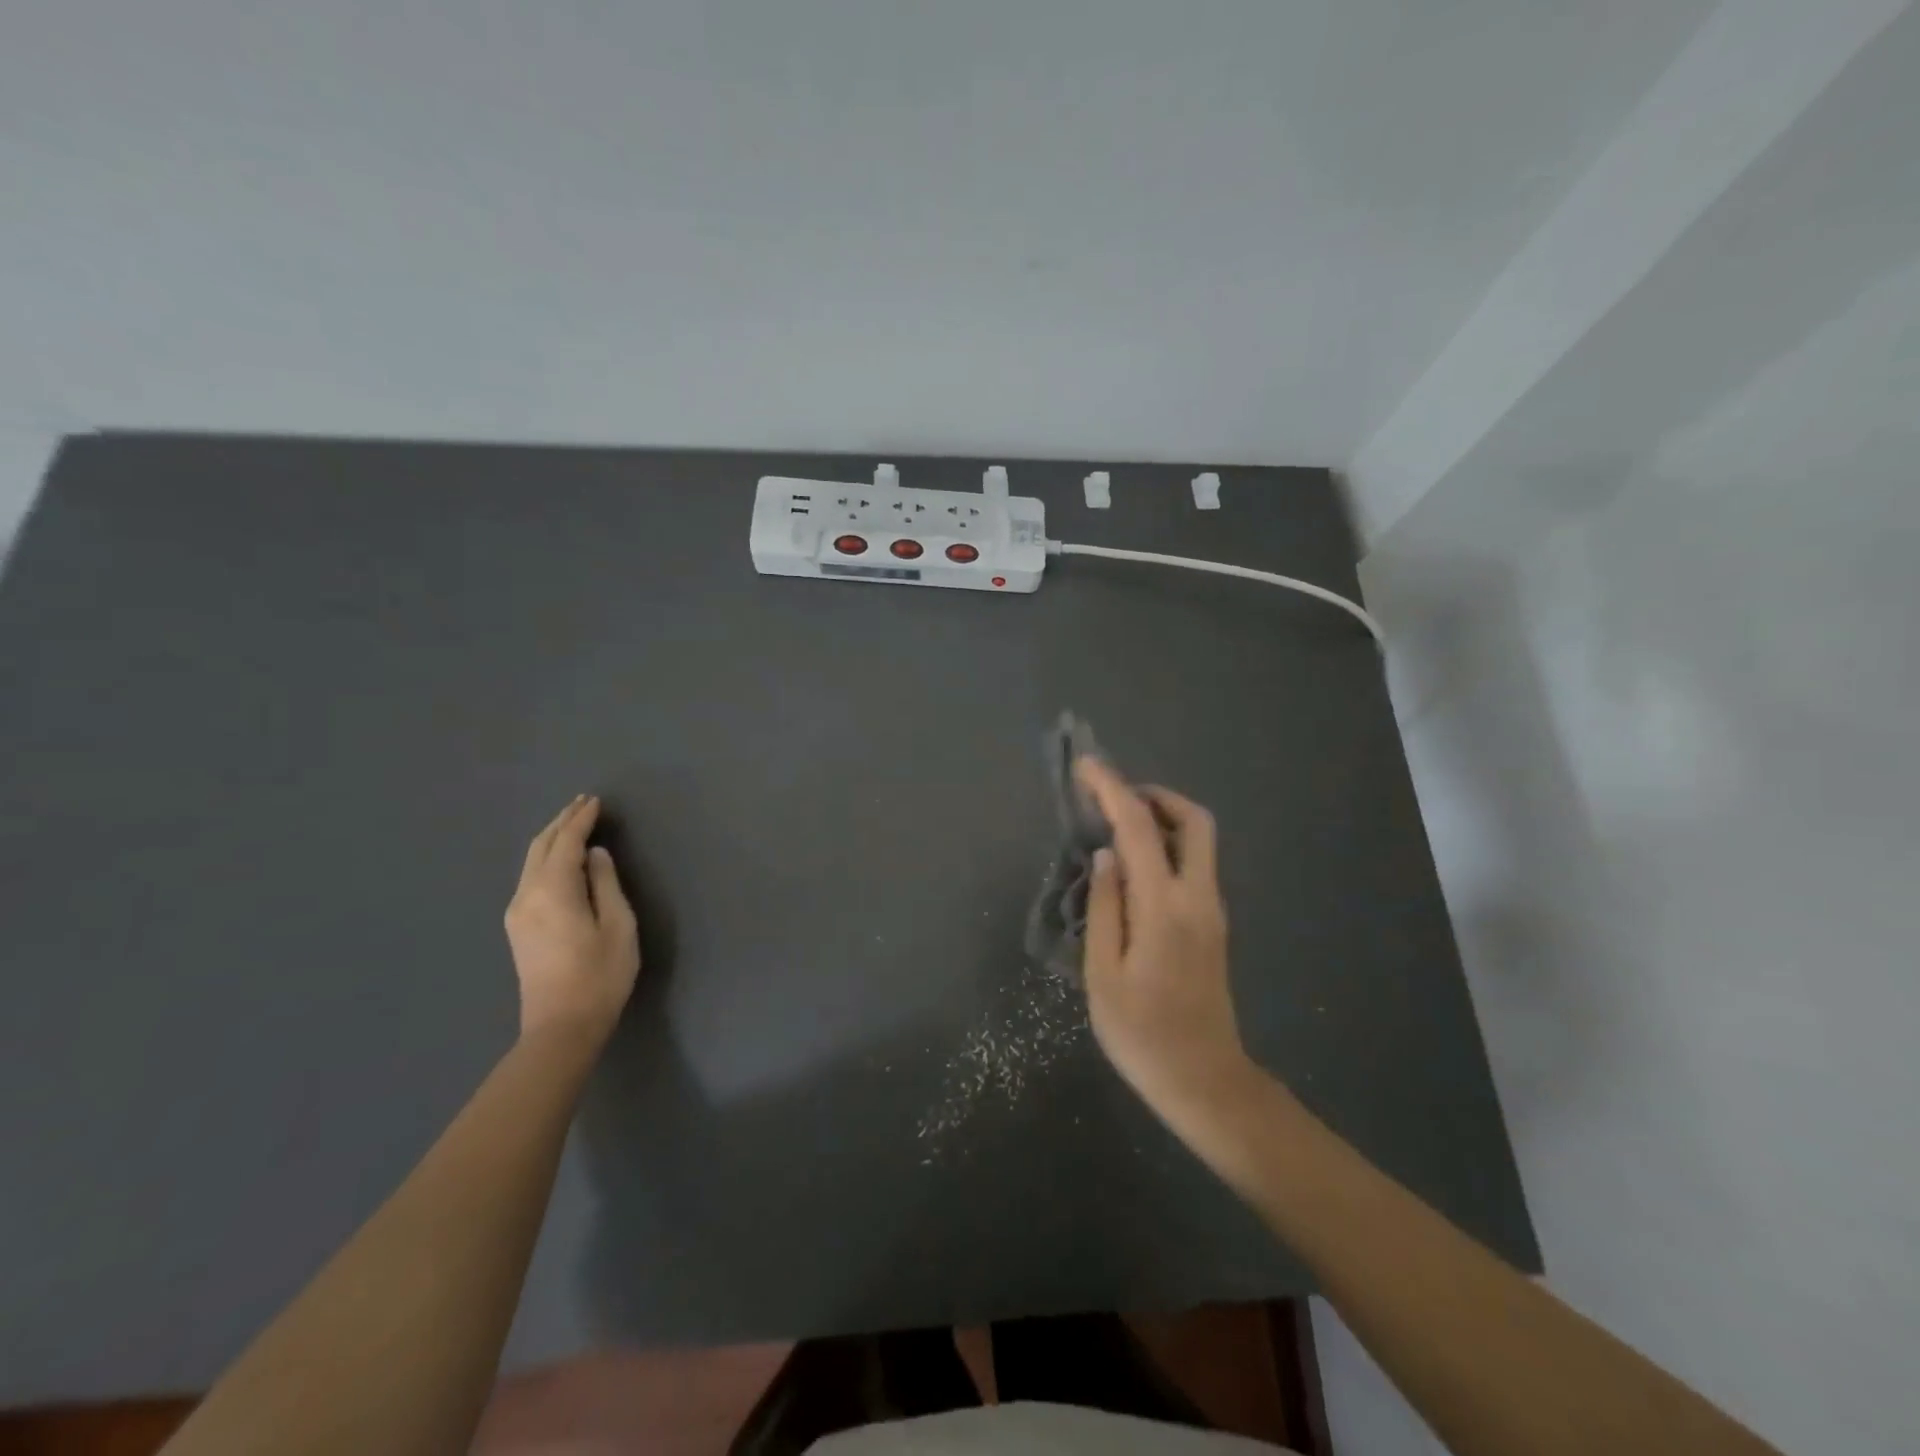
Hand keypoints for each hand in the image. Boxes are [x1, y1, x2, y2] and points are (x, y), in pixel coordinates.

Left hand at [505, 795, 639, 1039]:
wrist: (561, 1027)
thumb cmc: (600, 975)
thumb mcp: (618, 925)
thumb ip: (606, 884)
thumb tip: (596, 855)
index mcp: (553, 891)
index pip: (566, 843)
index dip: (581, 819)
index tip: (596, 800)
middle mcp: (527, 895)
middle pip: (541, 847)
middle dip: (562, 822)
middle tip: (584, 803)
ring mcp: (517, 912)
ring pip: (531, 862)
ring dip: (553, 838)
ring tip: (574, 823)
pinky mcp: (518, 927)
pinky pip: (530, 877)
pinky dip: (546, 858)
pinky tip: (562, 858)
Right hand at [1075, 758, 1255, 1124]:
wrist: (1204, 1081)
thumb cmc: (1142, 1034)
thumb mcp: (1104, 974)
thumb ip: (1105, 908)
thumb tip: (1105, 855)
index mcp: (1164, 906)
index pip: (1138, 828)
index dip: (1111, 789)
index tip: (1086, 766)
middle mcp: (1197, 897)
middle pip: (1193, 821)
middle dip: (1154, 795)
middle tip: (1113, 797)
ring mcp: (1211, 910)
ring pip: (1199, 841)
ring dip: (1162, 818)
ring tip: (1115, 827)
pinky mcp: (1212, 925)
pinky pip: (1194, 864)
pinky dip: (1167, 845)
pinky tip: (1133, 866)